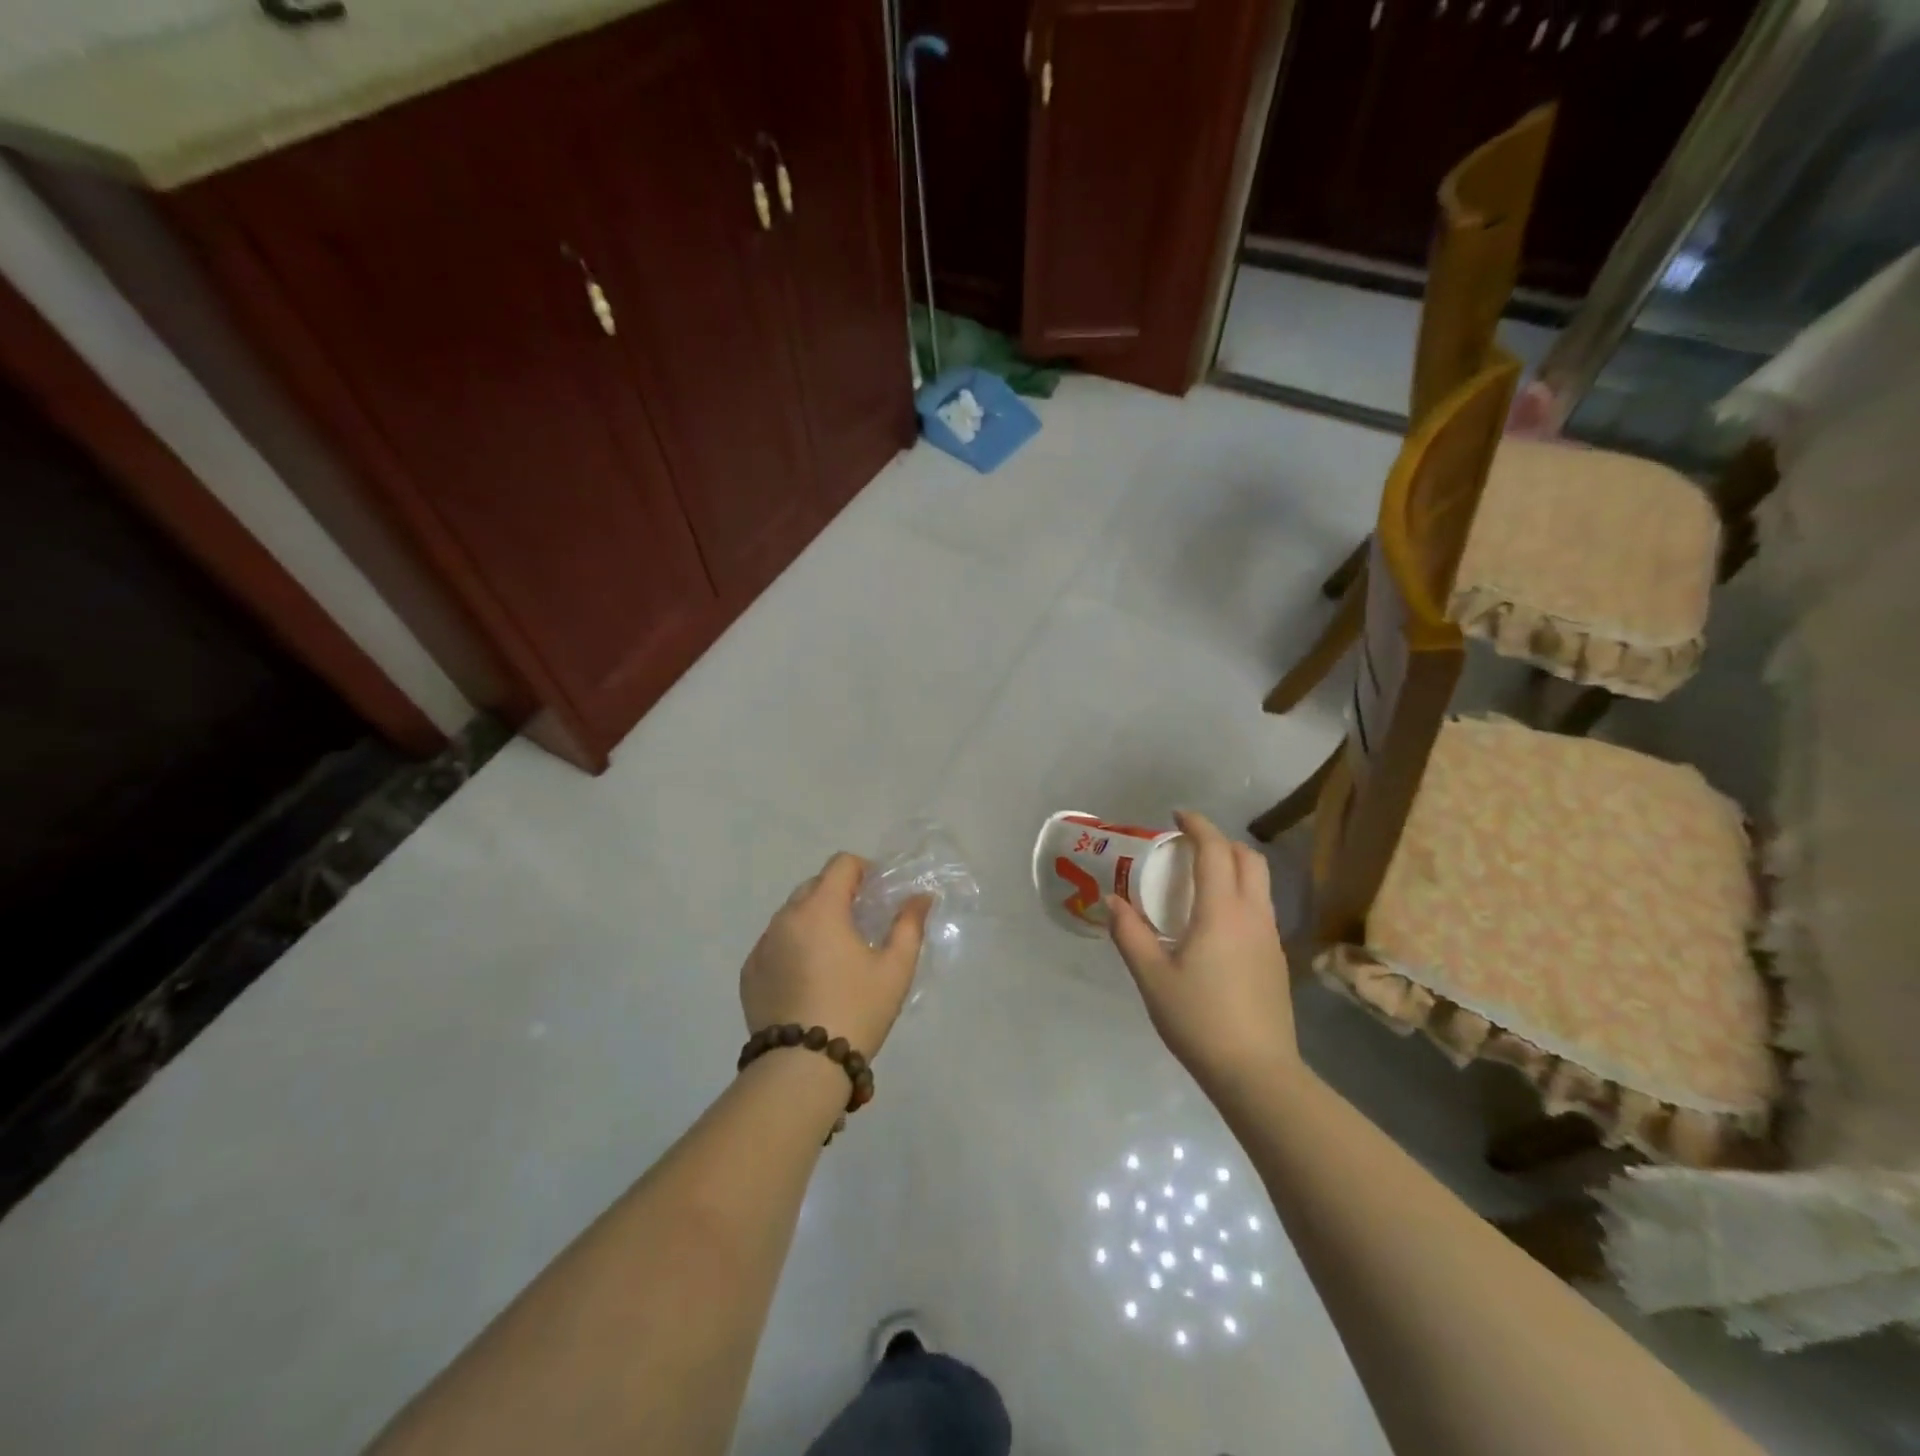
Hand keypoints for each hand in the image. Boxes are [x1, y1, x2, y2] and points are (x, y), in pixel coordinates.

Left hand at [741, 853, 931, 1056]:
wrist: (802, 1069)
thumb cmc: (856, 1010)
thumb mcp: (895, 969)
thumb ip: (909, 925)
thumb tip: (920, 898)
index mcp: (820, 909)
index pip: (841, 864)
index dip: (864, 871)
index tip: (878, 895)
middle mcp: (785, 918)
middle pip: (814, 886)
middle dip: (839, 895)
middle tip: (861, 925)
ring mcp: (762, 946)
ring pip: (792, 915)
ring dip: (814, 921)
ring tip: (834, 956)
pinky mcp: (748, 973)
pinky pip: (774, 944)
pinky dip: (793, 947)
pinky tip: (809, 980)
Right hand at [1106, 811, 1297, 1091]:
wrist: (1257, 1073)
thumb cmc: (1199, 1020)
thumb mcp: (1152, 977)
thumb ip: (1130, 934)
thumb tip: (1113, 901)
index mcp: (1222, 912)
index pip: (1215, 851)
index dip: (1197, 826)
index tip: (1176, 816)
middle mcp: (1253, 915)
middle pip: (1248, 858)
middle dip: (1220, 841)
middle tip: (1188, 847)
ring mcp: (1270, 938)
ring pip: (1260, 883)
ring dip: (1233, 866)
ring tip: (1199, 880)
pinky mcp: (1276, 959)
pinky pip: (1260, 908)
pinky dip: (1240, 893)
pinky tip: (1215, 921)